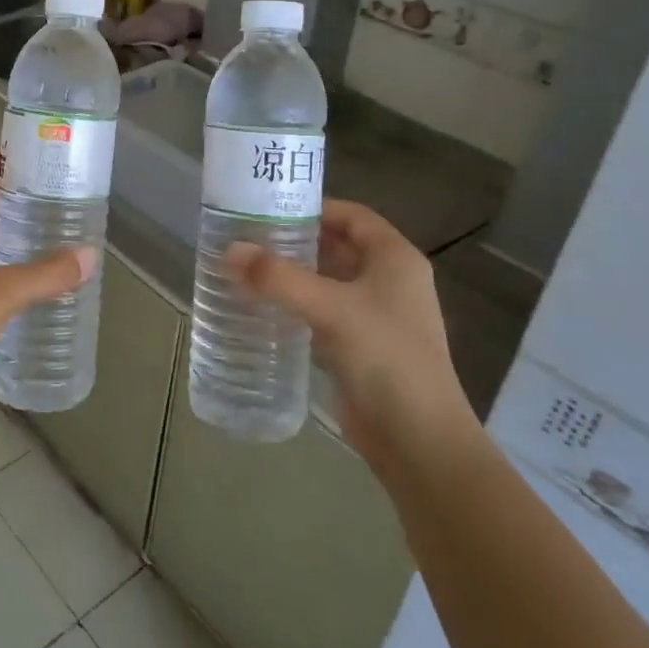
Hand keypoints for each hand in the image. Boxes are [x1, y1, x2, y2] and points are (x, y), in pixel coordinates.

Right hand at [227, 200, 477, 475]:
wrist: (418, 440)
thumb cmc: (385, 358)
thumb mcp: (330, 308)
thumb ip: (278, 278)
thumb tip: (230, 250)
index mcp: (395, 259)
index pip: (352, 216)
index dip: (314, 207)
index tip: (268, 208)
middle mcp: (389, 281)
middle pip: (337, 247)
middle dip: (295, 241)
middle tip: (247, 237)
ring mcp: (376, 316)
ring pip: (328, 281)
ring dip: (292, 275)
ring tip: (246, 268)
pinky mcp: (360, 347)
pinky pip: (322, 313)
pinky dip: (296, 306)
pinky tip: (262, 309)